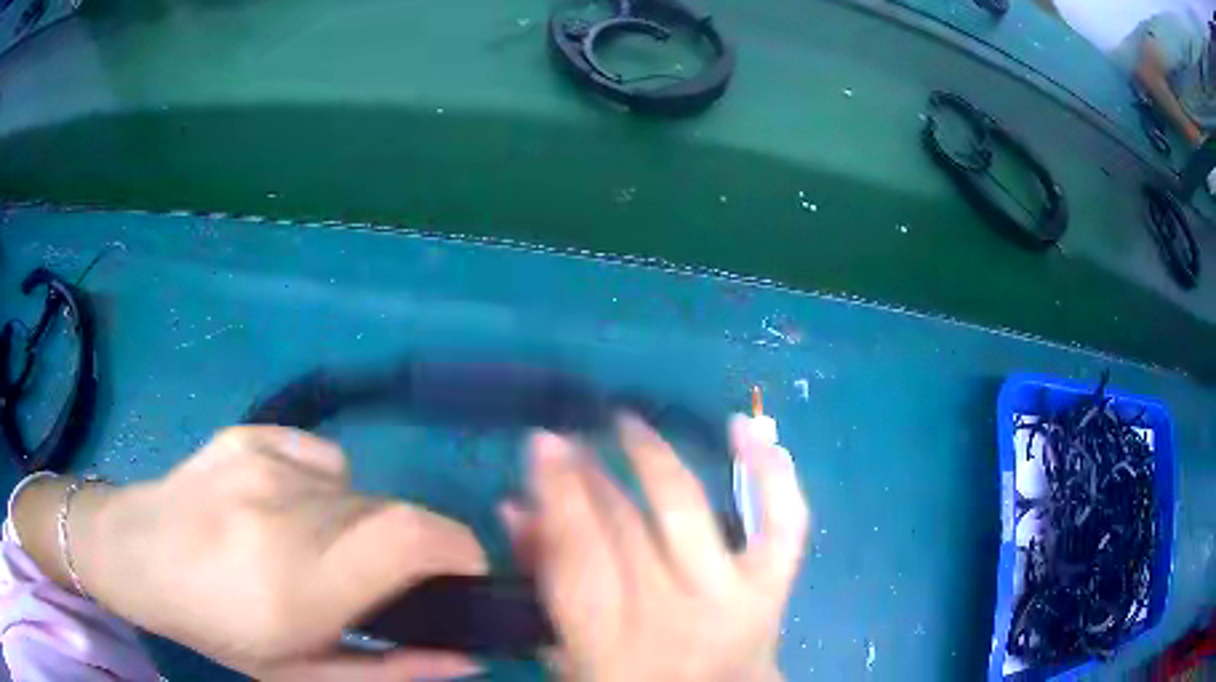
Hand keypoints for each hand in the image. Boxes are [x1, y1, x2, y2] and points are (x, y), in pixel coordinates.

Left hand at [74, 426, 486, 679]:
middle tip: (376, 581)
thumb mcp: (302, 673)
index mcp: (296, 585)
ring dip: (363, 525)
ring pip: (360, 490)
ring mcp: (263, 460)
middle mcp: (283, 510)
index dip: (458, 546)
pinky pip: (323, 459)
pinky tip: (287, 508)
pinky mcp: (250, 433)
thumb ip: (390, 671)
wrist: (138, 553)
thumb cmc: (217, 628)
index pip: (410, 537)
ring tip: (317, 549)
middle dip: (409, 548)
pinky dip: (328, 489)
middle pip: (392, 511)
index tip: (465, 573)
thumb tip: (468, 657)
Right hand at [500, 415, 809, 681]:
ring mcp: (730, 596)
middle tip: (572, 436)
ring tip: (628, 424)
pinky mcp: (773, 584)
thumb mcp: (569, 654)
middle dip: (590, 471)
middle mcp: (671, 613)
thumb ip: (543, 584)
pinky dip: (770, 472)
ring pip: (687, 510)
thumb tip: (516, 508)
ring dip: (653, 458)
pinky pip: (781, 521)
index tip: (542, 442)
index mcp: (610, 641)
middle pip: (624, 526)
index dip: (555, 490)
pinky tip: (746, 429)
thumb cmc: (632, 681)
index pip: (574, 551)